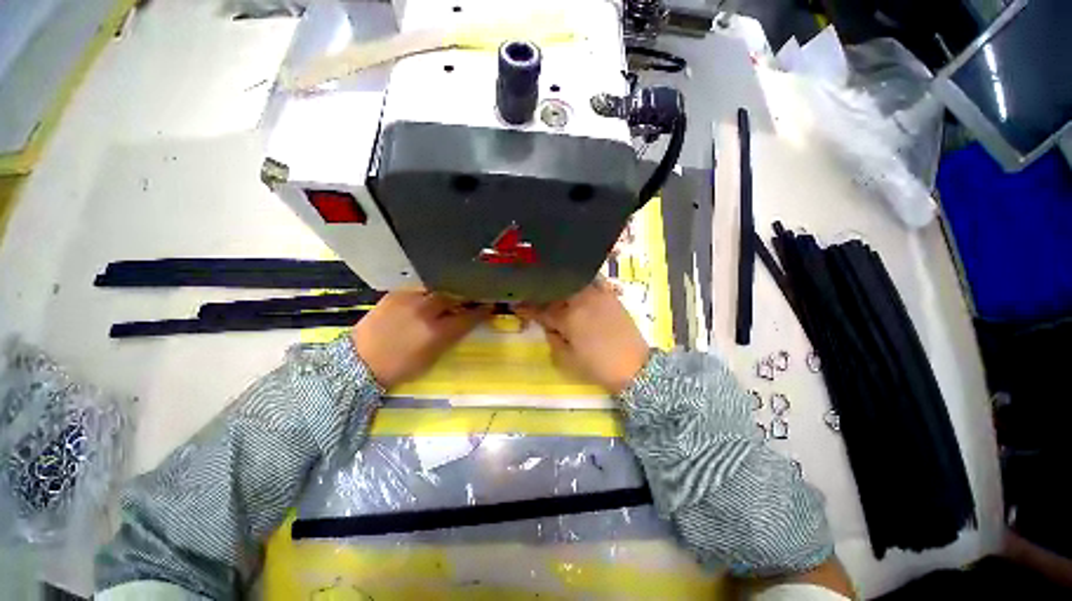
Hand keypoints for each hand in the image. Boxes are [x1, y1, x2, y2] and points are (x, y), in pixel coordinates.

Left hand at [352, 292, 490, 388]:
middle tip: (469, 299)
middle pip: (454, 296)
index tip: (489, 306)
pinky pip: (420, 288)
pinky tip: (427, 299)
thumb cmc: (400, 367)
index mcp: (437, 332)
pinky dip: (428, 293)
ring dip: (447, 293)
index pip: (468, 316)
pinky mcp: (395, 293)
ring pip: (437, 289)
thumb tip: (464, 322)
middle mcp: (425, 311)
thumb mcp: (432, 358)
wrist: (360, 361)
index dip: (481, 311)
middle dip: (464, 297)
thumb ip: (451, 337)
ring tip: (448, 298)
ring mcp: (409, 299)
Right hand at [517, 281, 649, 394]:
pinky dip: (581, 281)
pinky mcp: (610, 295)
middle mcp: (582, 301)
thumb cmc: (598, 367)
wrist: (634, 367)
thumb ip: (552, 339)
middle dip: (542, 294)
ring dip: (559, 286)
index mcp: (568, 318)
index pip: (541, 309)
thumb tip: (548, 326)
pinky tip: (576, 285)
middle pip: (555, 292)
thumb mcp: (566, 360)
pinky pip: (592, 282)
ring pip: (572, 283)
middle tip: (533, 297)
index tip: (516, 304)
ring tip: (552, 290)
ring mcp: (598, 295)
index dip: (526, 307)